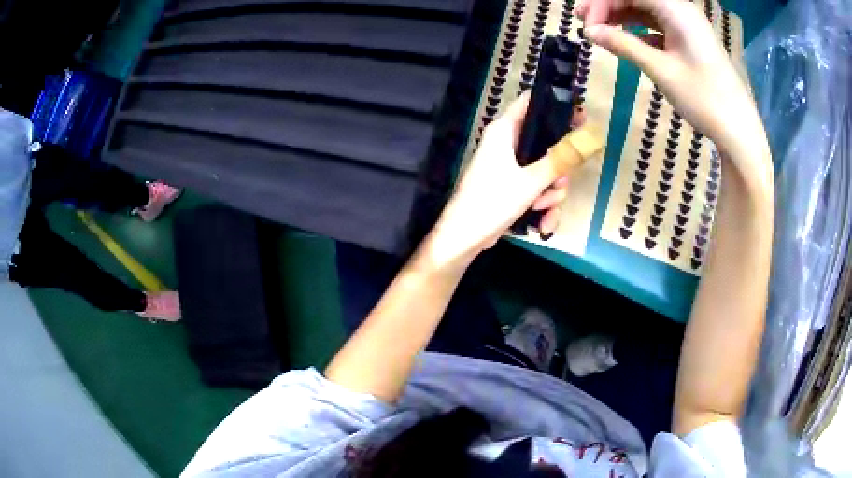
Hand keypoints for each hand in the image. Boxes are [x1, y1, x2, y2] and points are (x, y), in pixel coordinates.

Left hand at [425, 94, 601, 267]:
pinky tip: (542, 223)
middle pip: (546, 142)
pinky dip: (541, 205)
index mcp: (504, 130)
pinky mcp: (511, 185)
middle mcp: (506, 142)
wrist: (464, 238)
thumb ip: (561, 159)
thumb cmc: (492, 201)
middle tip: (559, 182)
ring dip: (550, 193)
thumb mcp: (532, 181)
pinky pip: (536, 188)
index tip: (582, 117)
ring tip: (541, 208)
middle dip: (558, 169)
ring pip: (545, 169)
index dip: (558, 104)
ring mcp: (509, 165)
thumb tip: (590, 136)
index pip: (532, 102)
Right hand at [576, 0, 767, 163]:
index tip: (585, 26)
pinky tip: (627, 41)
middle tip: (586, 26)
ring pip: (646, 10)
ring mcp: (687, 25)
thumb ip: (624, 45)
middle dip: (609, 6)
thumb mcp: (661, 71)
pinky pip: (658, 25)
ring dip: (622, 17)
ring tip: (600, 31)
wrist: (739, 130)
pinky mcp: (689, 40)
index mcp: (677, 10)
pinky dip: (639, 29)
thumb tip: (589, 32)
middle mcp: (681, 10)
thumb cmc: (704, 99)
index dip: (603, 3)